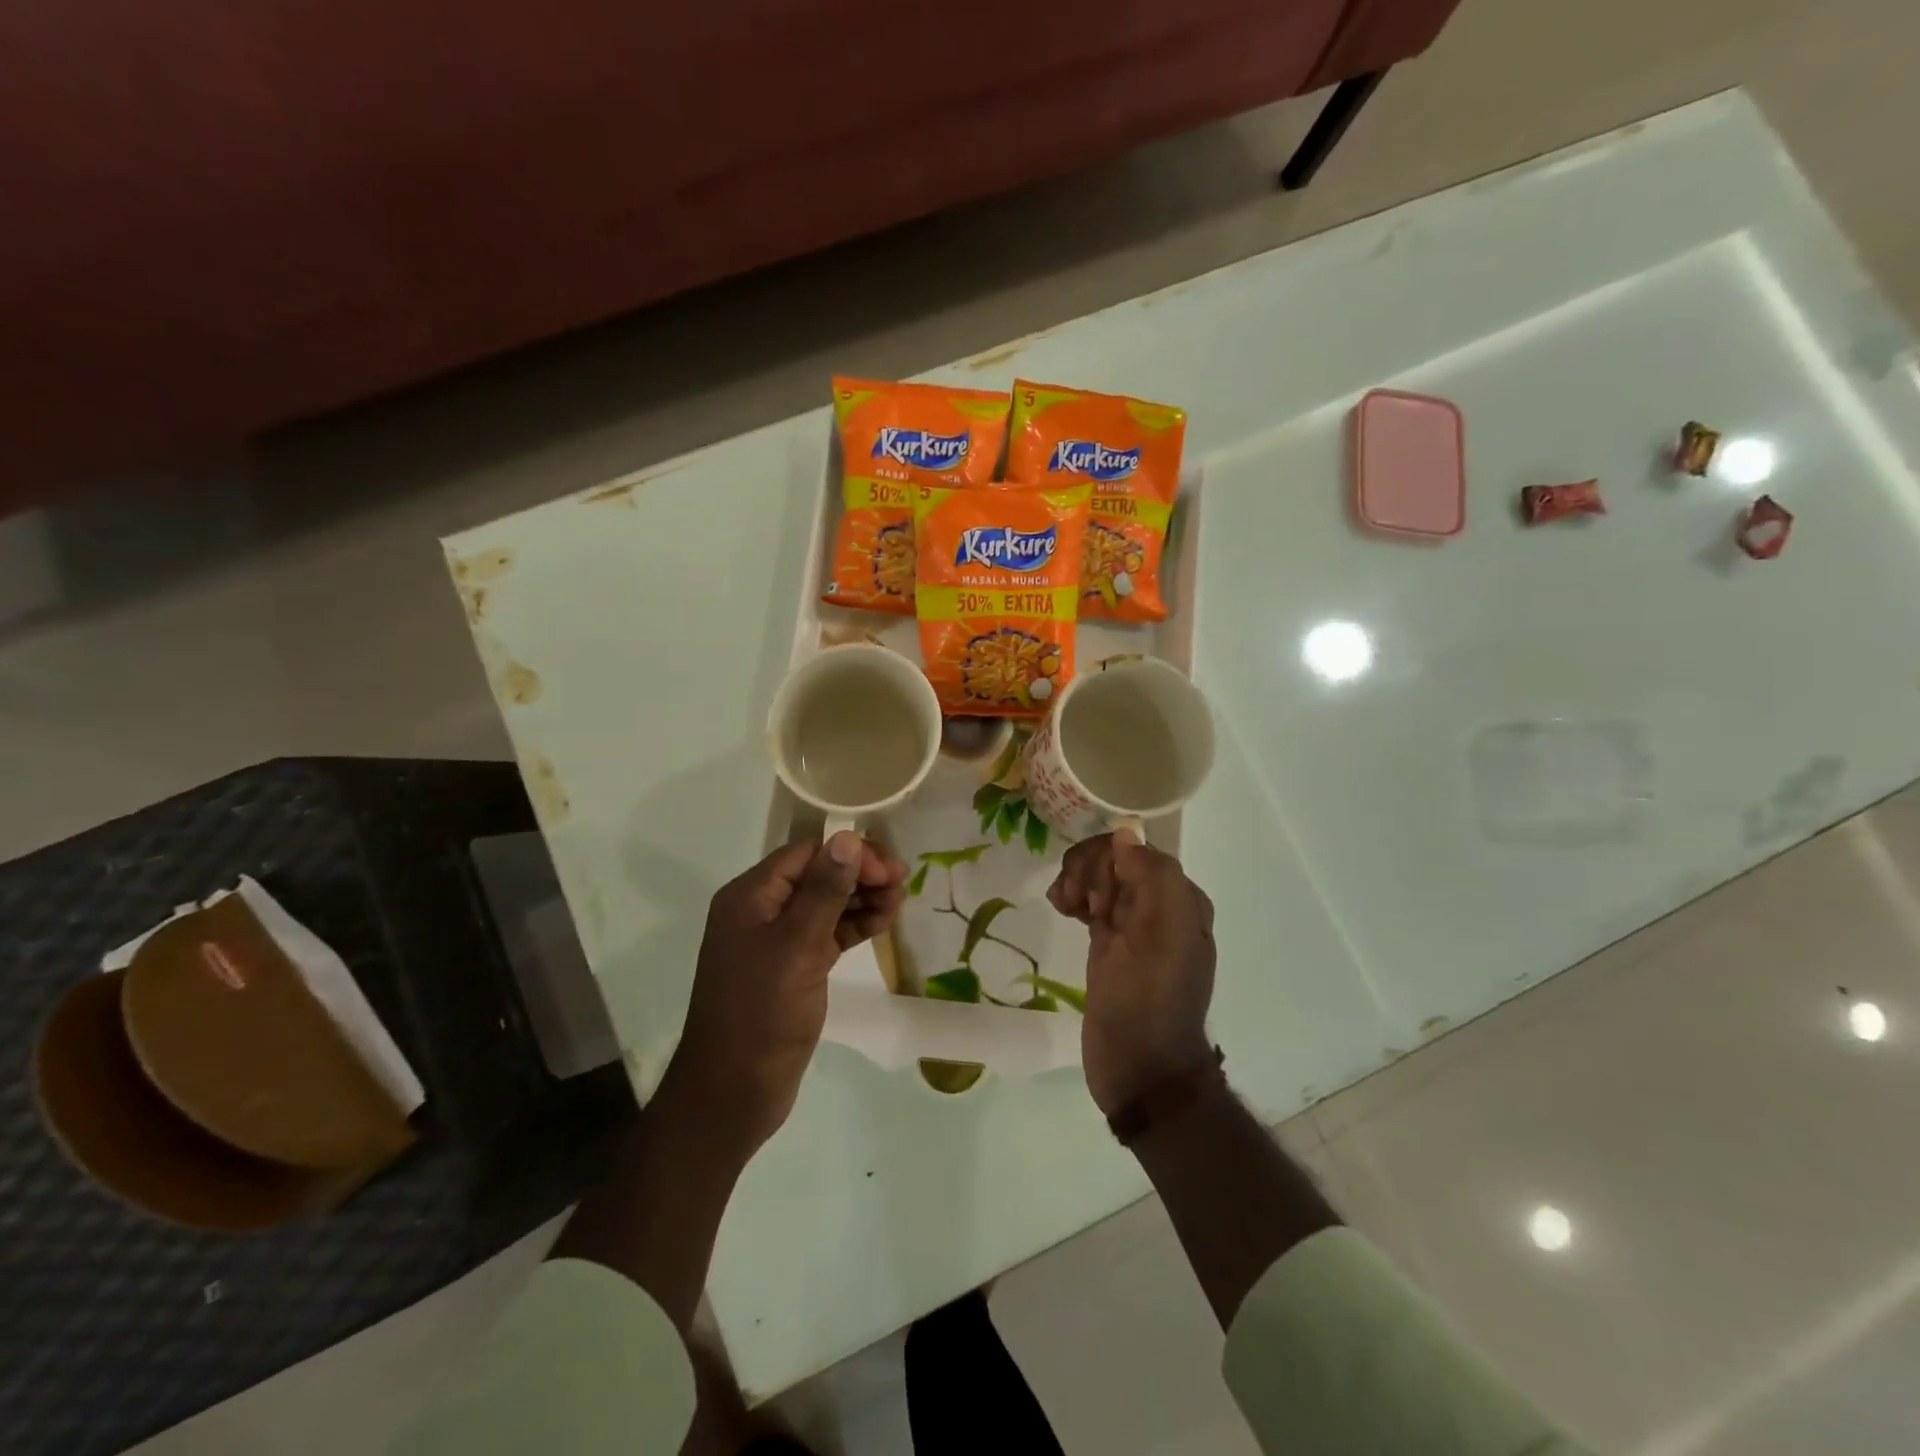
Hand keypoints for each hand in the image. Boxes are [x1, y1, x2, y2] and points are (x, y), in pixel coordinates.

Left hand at [672, 831, 907, 1149]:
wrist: (733, 1093)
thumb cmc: (762, 1014)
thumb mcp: (796, 947)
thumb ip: (824, 891)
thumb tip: (847, 838)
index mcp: (750, 896)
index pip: (806, 854)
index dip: (849, 855)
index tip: (889, 872)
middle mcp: (761, 911)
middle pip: (817, 875)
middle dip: (859, 874)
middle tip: (902, 884)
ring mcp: (776, 941)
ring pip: (825, 904)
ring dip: (861, 898)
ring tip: (899, 902)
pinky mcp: (793, 967)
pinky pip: (827, 933)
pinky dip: (853, 925)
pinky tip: (883, 923)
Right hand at [1048, 830, 1215, 1117]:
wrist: (1138, 1067)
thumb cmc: (1149, 999)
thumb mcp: (1162, 934)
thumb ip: (1153, 875)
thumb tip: (1125, 834)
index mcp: (1180, 898)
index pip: (1134, 849)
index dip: (1106, 862)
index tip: (1093, 896)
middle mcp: (1160, 906)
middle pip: (1113, 860)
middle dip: (1088, 872)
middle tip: (1078, 904)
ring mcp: (1132, 925)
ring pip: (1098, 878)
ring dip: (1076, 882)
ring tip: (1064, 906)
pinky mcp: (1109, 944)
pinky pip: (1089, 901)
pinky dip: (1073, 897)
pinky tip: (1062, 909)